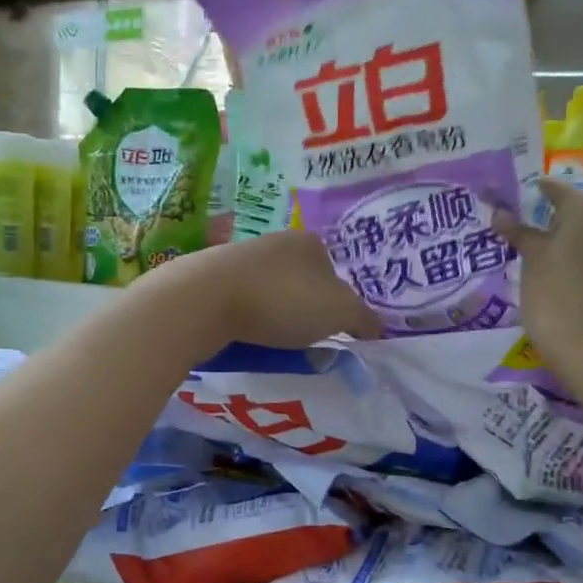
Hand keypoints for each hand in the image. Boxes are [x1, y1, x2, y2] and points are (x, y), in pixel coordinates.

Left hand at [142, 230, 384, 349]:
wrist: (206, 299)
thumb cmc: (282, 300)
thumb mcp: (339, 312)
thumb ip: (362, 318)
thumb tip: (377, 327)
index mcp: (309, 242)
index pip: (335, 270)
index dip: (339, 301)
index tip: (333, 327)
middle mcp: (275, 241)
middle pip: (301, 279)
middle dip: (304, 307)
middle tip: (305, 338)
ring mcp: (239, 257)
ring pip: (269, 289)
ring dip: (273, 313)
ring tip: (273, 340)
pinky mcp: (210, 277)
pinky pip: (240, 300)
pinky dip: (246, 317)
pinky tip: (245, 333)